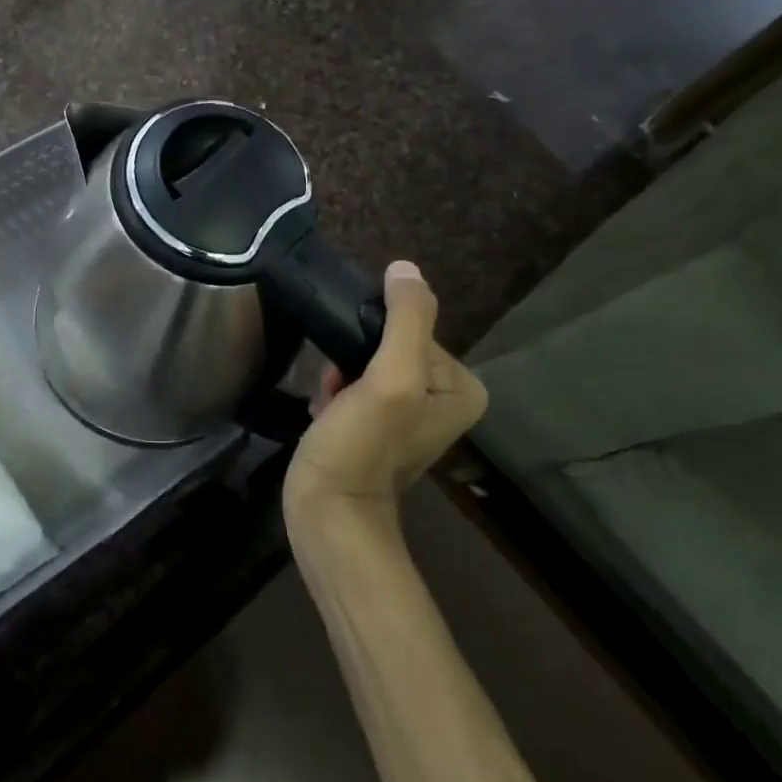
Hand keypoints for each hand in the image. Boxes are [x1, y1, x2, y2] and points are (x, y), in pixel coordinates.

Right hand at [284, 261, 486, 526]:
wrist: (327, 512)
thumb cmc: (362, 446)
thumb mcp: (390, 379)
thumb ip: (405, 321)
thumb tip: (405, 268)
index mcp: (460, 386)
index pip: (412, 330)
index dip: (374, 342)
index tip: (354, 373)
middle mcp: (441, 397)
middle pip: (387, 346)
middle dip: (352, 361)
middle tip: (338, 390)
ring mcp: (406, 414)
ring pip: (364, 364)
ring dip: (337, 376)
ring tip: (328, 404)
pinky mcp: (374, 427)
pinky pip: (353, 386)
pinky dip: (332, 394)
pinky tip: (322, 413)